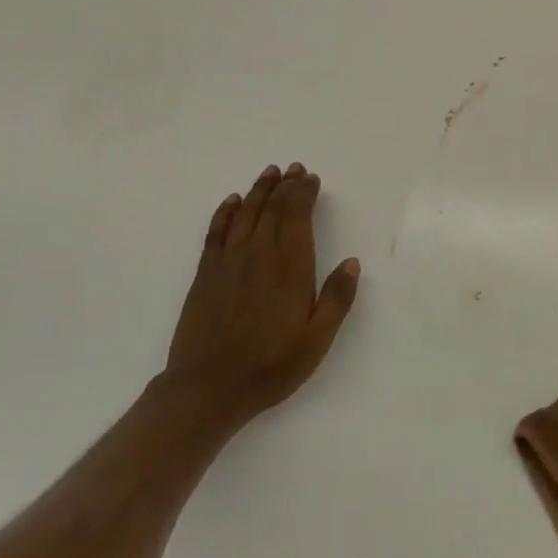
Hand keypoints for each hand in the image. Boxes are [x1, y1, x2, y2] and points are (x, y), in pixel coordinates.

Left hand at [161, 163, 360, 432]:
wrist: (206, 389)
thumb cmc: (270, 366)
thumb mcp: (317, 340)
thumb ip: (337, 299)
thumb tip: (351, 262)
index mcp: (290, 268)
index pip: (296, 217)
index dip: (304, 194)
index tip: (311, 179)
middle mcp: (258, 256)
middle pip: (272, 210)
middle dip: (285, 186)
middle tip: (296, 168)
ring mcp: (228, 263)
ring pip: (245, 214)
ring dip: (259, 191)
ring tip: (270, 172)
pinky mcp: (205, 275)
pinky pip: (216, 233)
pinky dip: (225, 213)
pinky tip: (232, 201)